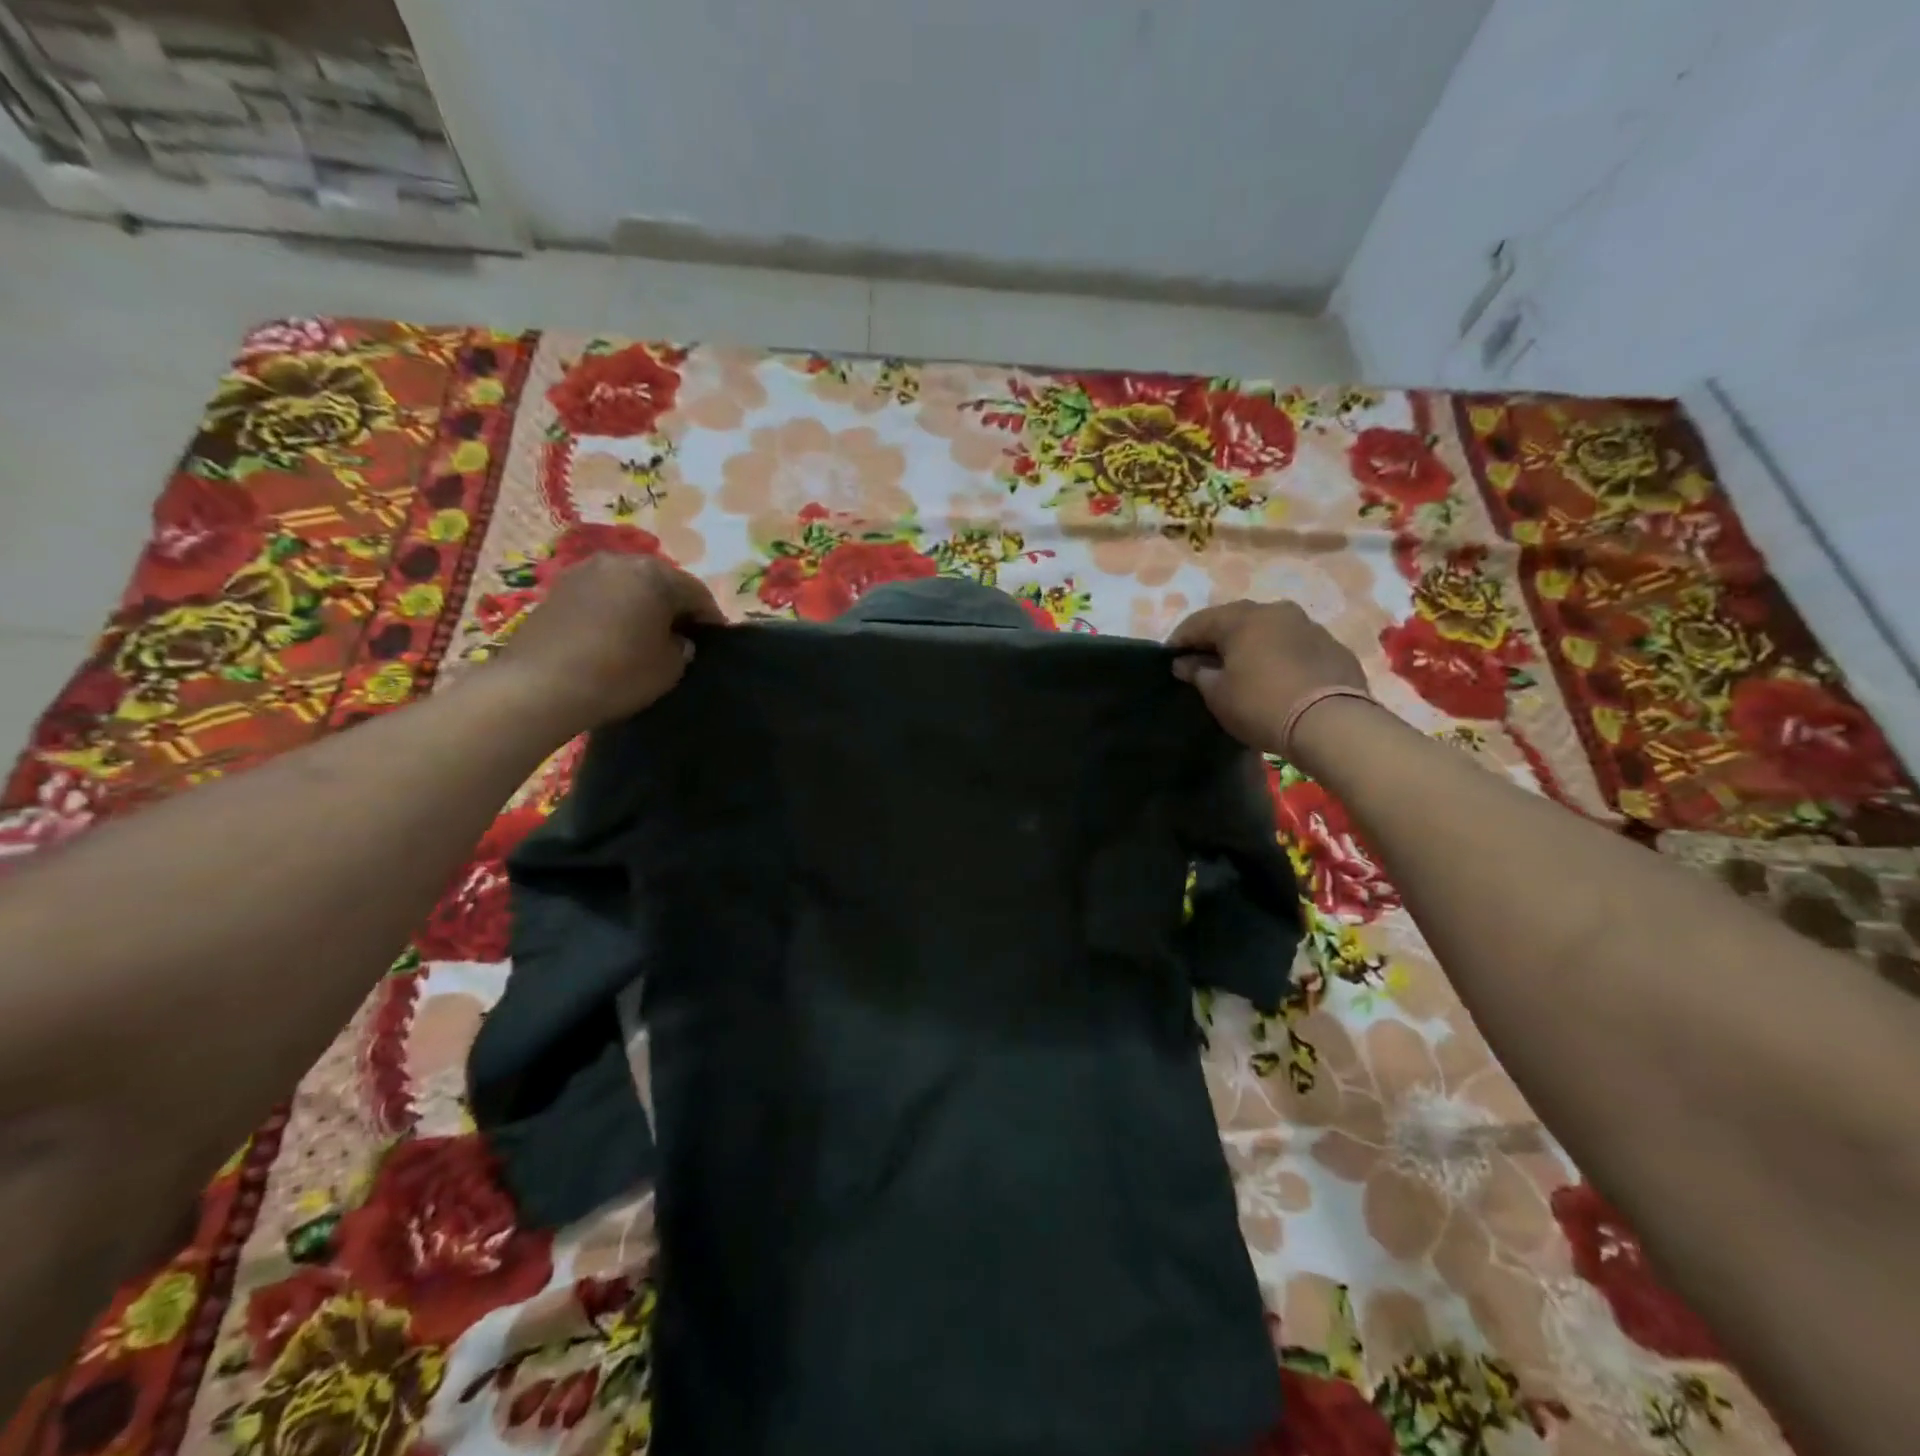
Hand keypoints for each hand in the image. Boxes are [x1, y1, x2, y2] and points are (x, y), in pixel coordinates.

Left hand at [495, 553, 724, 733]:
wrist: (540, 686)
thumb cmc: (618, 673)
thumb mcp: (670, 667)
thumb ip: (683, 647)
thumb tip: (677, 639)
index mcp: (655, 574)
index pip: (697, 592)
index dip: (710, 618)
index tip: (715, 640)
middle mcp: (620, 561)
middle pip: (661, 581)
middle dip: (675, 606)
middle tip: (683, 636)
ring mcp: (584, 571)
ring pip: (629, 585)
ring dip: (642, 605)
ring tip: (646, 635)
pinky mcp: (558, 588)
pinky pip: (602, 594)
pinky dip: (615, 609)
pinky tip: (615, 634)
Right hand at [1167, 599, 1369, 754]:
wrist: (1331, 723)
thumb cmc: (1261, 705)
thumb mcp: (1218, 695)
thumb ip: (1198, 673)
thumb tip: (1185, 663)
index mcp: (1242, 619)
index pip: (1199, 622)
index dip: (1180, 640)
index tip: (1169, 658)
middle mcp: (1275, 611)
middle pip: (1235, 620)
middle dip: (1216, 638)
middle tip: (1203, 661)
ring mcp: (1308, 626)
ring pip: (1269, 629)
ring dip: (1250, 644)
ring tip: (1240, 667)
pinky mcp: (1333, 647)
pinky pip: (1294, 645)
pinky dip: (1278, 655)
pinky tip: (1275, 676)